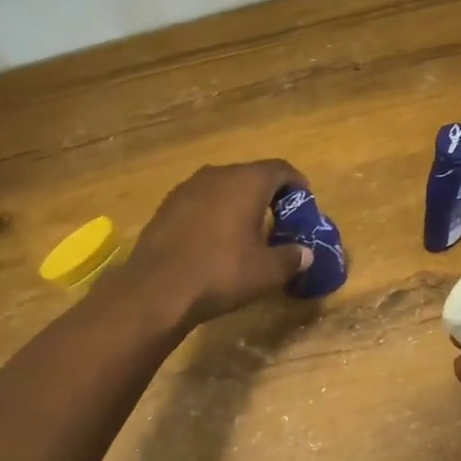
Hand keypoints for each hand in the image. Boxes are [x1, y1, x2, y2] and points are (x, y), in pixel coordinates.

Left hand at [123, 161, 314, 327]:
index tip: (304, 204)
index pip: (280, 169)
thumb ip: (292, 258)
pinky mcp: (166, 207)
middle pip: (251, 175)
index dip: (297, 184)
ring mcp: (186, 188)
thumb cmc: (220, 273)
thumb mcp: (267, 272)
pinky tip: (215, 240)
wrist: (156, 290)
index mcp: (246, 182)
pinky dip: (215, 213)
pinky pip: (201, 202)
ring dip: (239, 203)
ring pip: (223, 187)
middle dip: (268, 195)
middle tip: (278, 220)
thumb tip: (305, 254)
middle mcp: (216, 175)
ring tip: (247, 231)